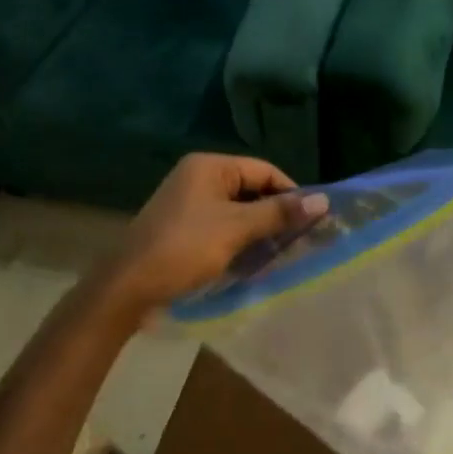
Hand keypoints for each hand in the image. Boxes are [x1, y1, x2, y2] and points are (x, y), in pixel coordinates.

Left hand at [102, 153, 327, 317]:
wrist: (128, 287)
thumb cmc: (185, 249)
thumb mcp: (237, 229)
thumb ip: (279, 213)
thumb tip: (323, 201)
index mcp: (209, 166)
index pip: (264, 171)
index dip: (291, 193)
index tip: (312, 221)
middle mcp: (198, 177)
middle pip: (251, 189)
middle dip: (275, 213)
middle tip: (300, 240)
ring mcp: (188, 202)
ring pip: (238, 210)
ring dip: (259, 229)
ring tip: (281, 252)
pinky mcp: (183, 227)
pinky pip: (222, 225)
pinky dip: (240, 239)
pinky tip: (253, 259)